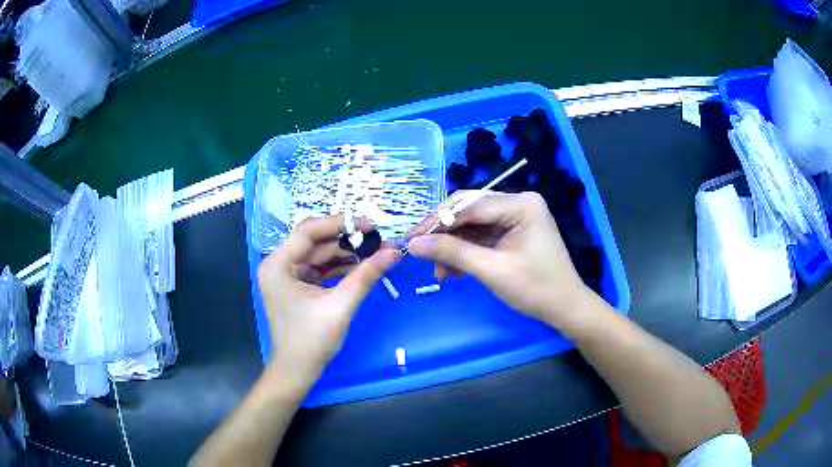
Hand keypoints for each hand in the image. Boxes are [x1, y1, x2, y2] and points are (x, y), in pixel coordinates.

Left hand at [258, 215, 399, 392]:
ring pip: (319, 256)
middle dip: (347, 241)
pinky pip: (320, 269)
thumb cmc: (311, 341)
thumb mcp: (340, 306)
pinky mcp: (297, 287)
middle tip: (379, 241)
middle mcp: (279, 265)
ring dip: (346, 255)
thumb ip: (366, 276)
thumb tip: (394, 253)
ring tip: (376, 254)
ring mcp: (287, 276)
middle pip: (315, 242)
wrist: (297, 371)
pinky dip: (340, 268)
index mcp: (278, 265)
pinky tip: (362, 267)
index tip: (369, 225)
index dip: (339, 224)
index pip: (308, 231)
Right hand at [407, 191, 596, 328]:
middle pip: (469, 210)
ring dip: (453, 247)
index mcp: (521, 204)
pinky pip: (481, 236)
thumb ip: (452, 253)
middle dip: (444, 234)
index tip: (411, 238)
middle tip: (419, 252)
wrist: (565, 308)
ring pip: (472, 225)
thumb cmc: (536, 288)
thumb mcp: (491, 270)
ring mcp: (515, 217)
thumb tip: (413, 244)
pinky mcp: (512, 232)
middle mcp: (518, 203)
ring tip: (439, 273)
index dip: (438, 221)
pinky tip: (453, 271)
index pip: (470, 204)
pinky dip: (465, 252)